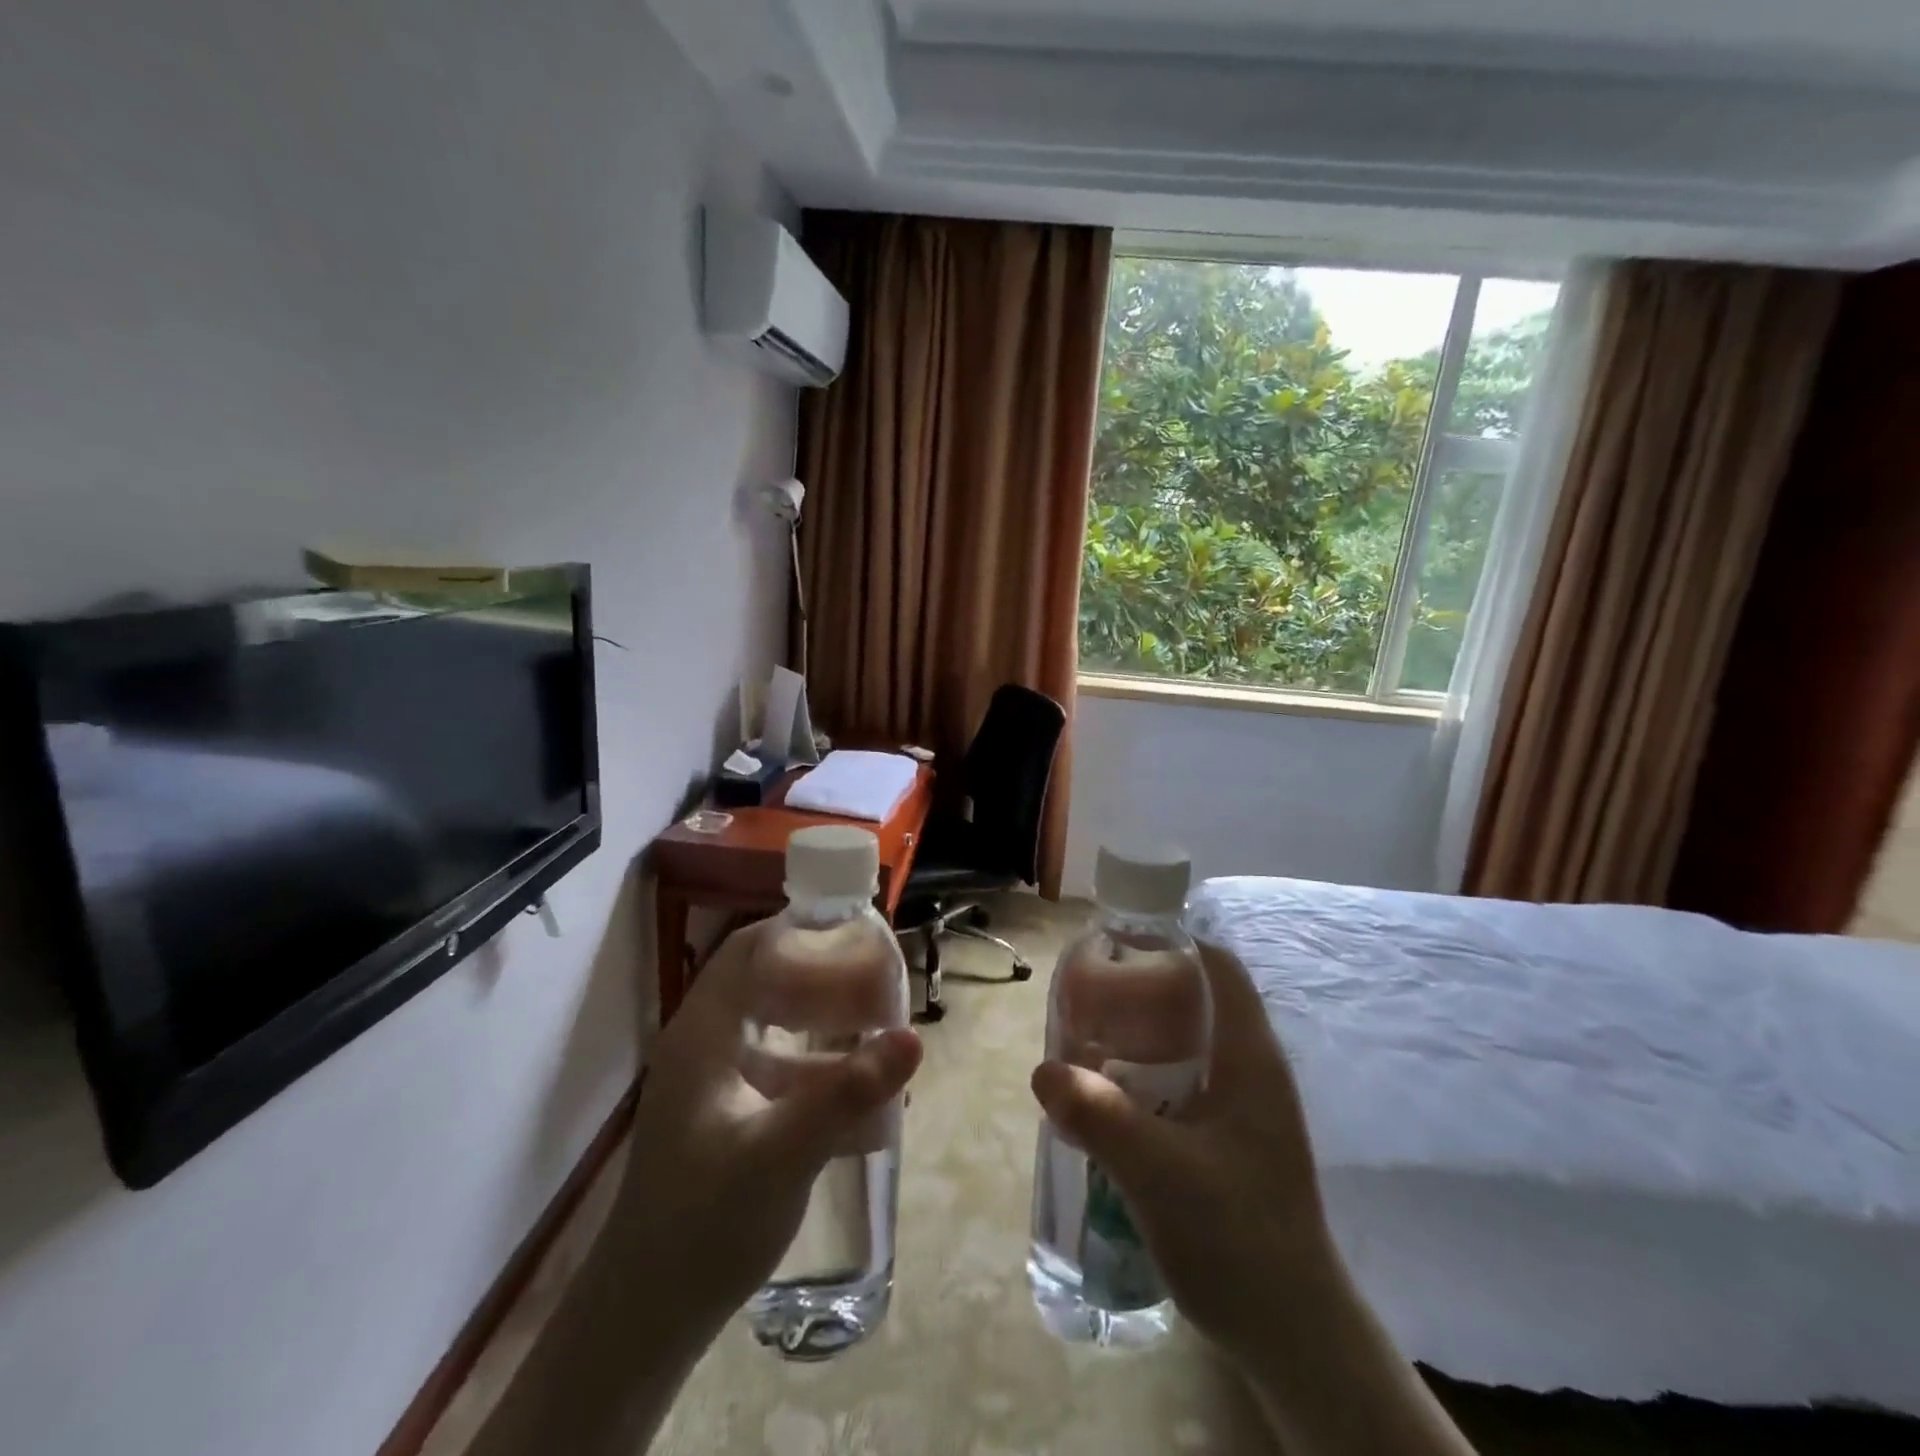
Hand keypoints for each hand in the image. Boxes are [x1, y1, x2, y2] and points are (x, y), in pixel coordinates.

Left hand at [470, 924, 920, 1455]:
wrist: (649, 1316)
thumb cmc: (704, 1223)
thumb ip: (848, 1094)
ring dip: (822, 1019)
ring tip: (878, 1024)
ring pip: (774, 1024)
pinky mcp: (728, 1113)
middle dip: (821, 973)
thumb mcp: (782, 1155)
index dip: (798, 929)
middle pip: (766, 980)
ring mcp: (715, 1080)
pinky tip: (856, 1088)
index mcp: (704, 1033)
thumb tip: (914, 1037)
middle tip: (877, 977)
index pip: (748, 949)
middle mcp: (706, 1044)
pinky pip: (778, 1065)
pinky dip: (816, 1062)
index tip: (854, 929)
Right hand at [1030, 940, 1334, 1358]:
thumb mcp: (1160, 1174)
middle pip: (1196, 1002)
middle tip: (1085, 1005)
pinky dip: (1146, 1080)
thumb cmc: (1239, 1240)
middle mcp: (1252, 1071)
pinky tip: (1109, 1104)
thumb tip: (1042, 1069)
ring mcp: (1244, 1109)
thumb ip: (1100, 1117)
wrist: (1294, 1338)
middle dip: (1140, 994)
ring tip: (1085, 1050)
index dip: (1173, 943)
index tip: (1116, 947)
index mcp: (1250, 1057)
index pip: (1219, 968)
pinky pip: (1183, 1086)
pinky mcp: (1231, 1142)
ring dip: (1138, 1042)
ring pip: (1187, 1047)